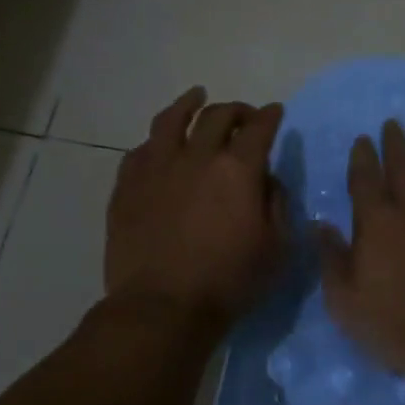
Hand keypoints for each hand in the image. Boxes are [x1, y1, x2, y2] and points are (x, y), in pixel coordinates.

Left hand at [105, 87, 288, 329]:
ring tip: (196, 97)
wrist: (163, 307)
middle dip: (237, 110)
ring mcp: (156, 168)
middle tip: (244, 116)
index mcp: (238, 169)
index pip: (258, 127)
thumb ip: (277, 204)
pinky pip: (141, 149)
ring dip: (189, 104)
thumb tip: (268, 180)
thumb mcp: (277, 247)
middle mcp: (197, 157)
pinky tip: (159, 143)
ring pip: (172, 120)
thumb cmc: (230, 281)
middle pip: (217, 116)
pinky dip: (157, 140)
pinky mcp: (127, 186)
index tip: (276, 112)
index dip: (270, 116)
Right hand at [317, 119, 404, 373]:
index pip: (365, 180)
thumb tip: (320, 225)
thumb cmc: (395, 321)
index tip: (363, 139)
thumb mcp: (345, 299)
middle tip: (393, 123)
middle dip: (395, 145)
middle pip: (402, 169)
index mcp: (376, 222)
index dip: (362, 158)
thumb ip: (332, 258)